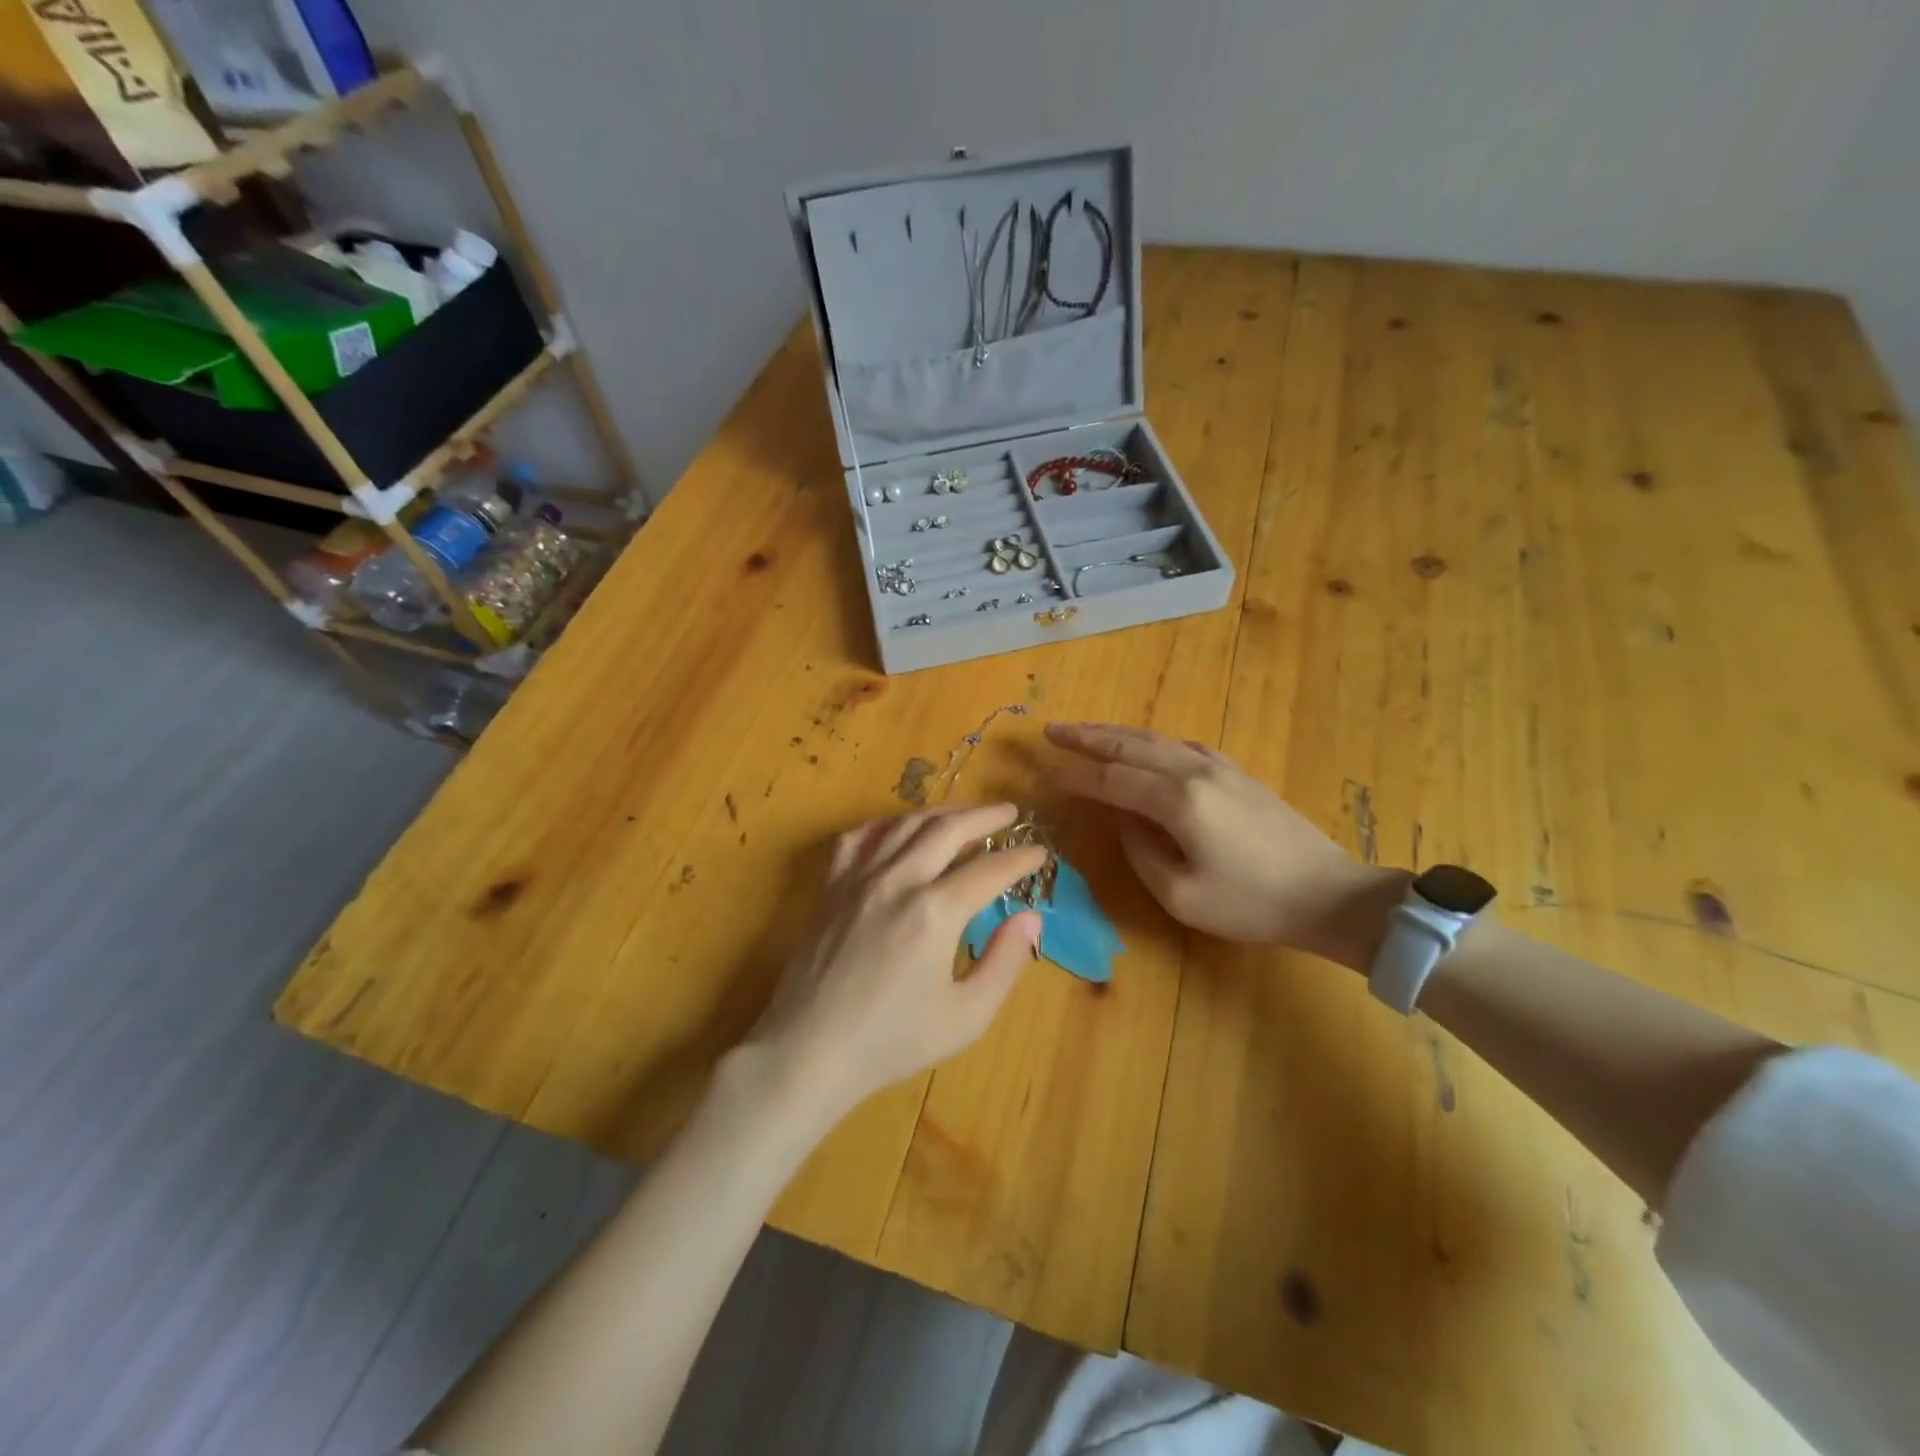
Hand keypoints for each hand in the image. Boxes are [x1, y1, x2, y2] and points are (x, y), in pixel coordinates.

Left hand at [746, 804, 1046, 1118]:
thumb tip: (1030, 918)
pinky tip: (897, 830)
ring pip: (905, 825)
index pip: (990, 870)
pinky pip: (858, 838)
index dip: (1020, 858)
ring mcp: (859, 878)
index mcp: (935, 912)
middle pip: (948, 829)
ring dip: (941, 812)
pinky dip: (884, 826)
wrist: (809, 1051)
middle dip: (984, 816)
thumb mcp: (965, 1017)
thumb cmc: (892, 1041)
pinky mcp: (831, 887)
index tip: (1041, 852)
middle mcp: (898, 881)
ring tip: (965, 814)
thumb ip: (1004, 963)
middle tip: (1009, 812)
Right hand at [1045, 722, 1402, 967]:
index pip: (1113, 779)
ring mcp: (1220, 768)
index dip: (1077, 775)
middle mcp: (1195, 772)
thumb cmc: (1251, 904)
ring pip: (1157, 739)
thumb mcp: (1181, 895)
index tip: (1045, 770)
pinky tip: (1145, 744)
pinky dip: (1152, 740)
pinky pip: (1182, 745)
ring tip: (1087, 731)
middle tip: (1053, 729)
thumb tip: (1124, 819)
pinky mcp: (1237, 773)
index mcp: (1178, 801)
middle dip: (1088, 737)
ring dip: (1117, 733)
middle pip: (1131, 746)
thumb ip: (1141, 851)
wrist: (1329, 896)